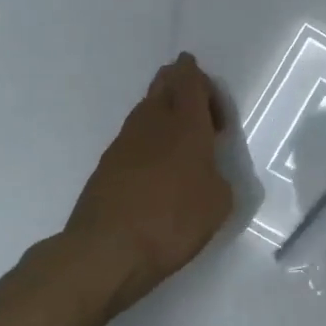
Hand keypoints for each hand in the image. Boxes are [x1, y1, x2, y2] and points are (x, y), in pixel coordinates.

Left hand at [64, 54, 234, 315]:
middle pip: (162, 87)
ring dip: (162, 110)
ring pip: (145, 110)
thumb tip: (207, 173)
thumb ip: (218, 177)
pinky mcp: (107, 166)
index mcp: (186, 126)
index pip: (190, 82)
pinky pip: (133, 137)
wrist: (108, 250)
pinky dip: (148, 137)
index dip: (197, 76)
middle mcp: (153, 124)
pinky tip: (157, 160)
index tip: (204, 82)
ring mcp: (124, 143)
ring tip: (178, 127)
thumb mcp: (219, 203)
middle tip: (190, 90)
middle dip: (177, 81)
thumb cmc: (173, 221)